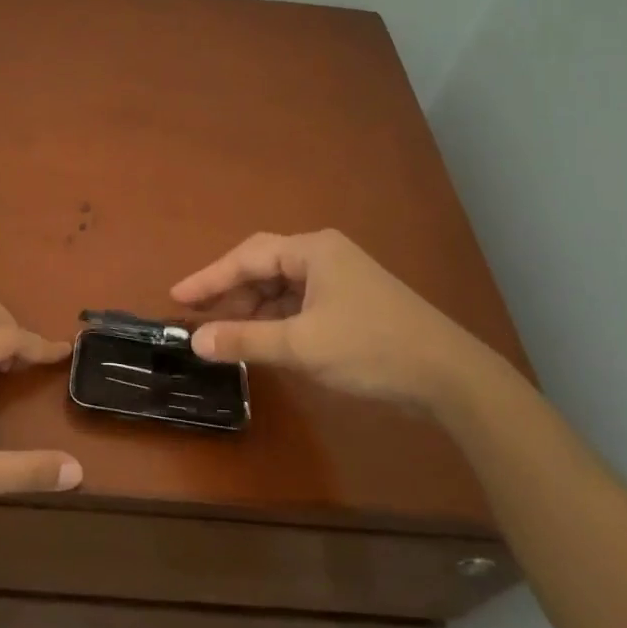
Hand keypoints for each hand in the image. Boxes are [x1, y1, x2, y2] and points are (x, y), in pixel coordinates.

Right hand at [170, 229, 494, 411]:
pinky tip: (263, 341)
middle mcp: (324, 255)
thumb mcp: (302, 346)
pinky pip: (299, 304)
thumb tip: (196, 340)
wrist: (449, 376)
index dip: (208, 277)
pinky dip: (277, 321)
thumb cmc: (371, 348)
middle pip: (263, 268)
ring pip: (281, 288)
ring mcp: (340, 279)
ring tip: (226, 335)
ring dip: (253, 310)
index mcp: (312, 251)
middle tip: (197, 317)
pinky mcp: (350, 303)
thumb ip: (246, 340)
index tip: (176, 296)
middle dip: (230, 293)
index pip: (247, 257)